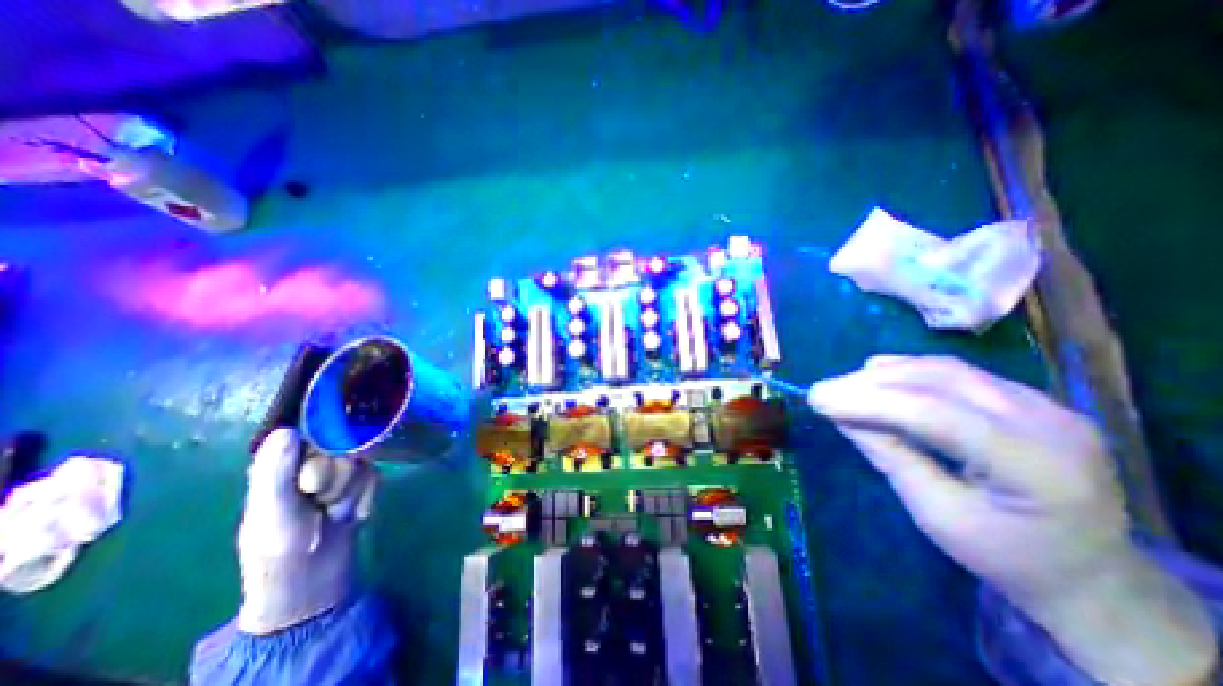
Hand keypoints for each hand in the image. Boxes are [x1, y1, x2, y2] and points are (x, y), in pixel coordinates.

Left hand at [235, 429, 374, 631]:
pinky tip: (352, 515)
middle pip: (346, 449)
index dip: (322, 461)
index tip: (310, 487)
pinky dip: (365, 497)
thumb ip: (276, 471)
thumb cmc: (280, 548)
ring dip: (351, 492)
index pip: (319, 438)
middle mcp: (312, 462)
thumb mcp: (273, 511)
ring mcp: (340, 472)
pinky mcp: (361, 483)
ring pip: (362, 462)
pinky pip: (375, 476)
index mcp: (283, 464)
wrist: (312, 580)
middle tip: (321, 505)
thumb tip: (287, 430)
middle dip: (338, 480)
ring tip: (334, 514)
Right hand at [811, 356, 1217, 684]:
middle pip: (938, 381)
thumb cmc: (1004, 555)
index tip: (816, 399)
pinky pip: (954, 373)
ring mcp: (1043, 403)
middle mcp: (1049, 422)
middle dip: (869, 383)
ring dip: (884, 374)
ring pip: (943, 369)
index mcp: (1037, 467)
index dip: (867, 402)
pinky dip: (907, 372)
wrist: (1089, 571)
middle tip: (822, 391)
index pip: (935, 414)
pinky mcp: (1025, 397)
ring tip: (842, 386)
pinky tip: (876, 376)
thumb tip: (840, 414)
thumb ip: (889, 455)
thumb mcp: (935, 513)